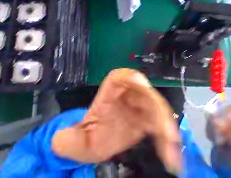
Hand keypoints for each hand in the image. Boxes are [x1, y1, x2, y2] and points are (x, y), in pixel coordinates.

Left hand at [51, 69, 181, 172]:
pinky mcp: (148, 117)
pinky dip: (166, 135)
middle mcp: (128, 94)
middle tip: (166, 129)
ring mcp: (139, 105)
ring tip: (171, 145)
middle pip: (144, 92)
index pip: (119, 77)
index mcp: (111, 92)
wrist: (103, 139)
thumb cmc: (91, 134)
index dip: (131, 77)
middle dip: (156, 107)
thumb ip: (69, 139)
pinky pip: (159, 122)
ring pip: (156, 107)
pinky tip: (171, 154)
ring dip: (165, 123)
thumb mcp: (79, 140)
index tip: (142, 83)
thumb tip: (59, 140)